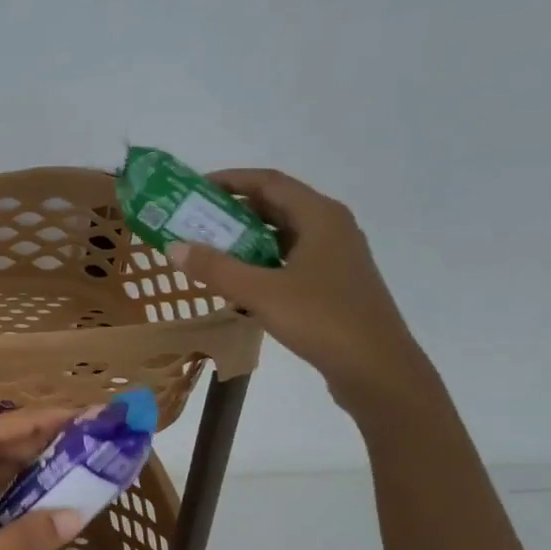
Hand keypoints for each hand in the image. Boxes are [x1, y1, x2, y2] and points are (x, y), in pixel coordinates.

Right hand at [166, 168, 436, 416]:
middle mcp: (330, 228)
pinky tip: (237, 282)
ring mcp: (334, 257)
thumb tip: (173, 247)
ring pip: (281, 235)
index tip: (193, 190)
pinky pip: (288, 260)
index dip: (230, 180)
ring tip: (207, 250)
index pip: (269, 182)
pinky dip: (260, 262)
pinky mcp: (332, 283)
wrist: (377, 369)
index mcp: (320, 216)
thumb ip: (215, 268)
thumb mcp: (261, 293)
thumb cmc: (322, 320)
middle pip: (275, 206)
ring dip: (244, 239)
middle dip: (232, 211)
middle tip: (192, 221)